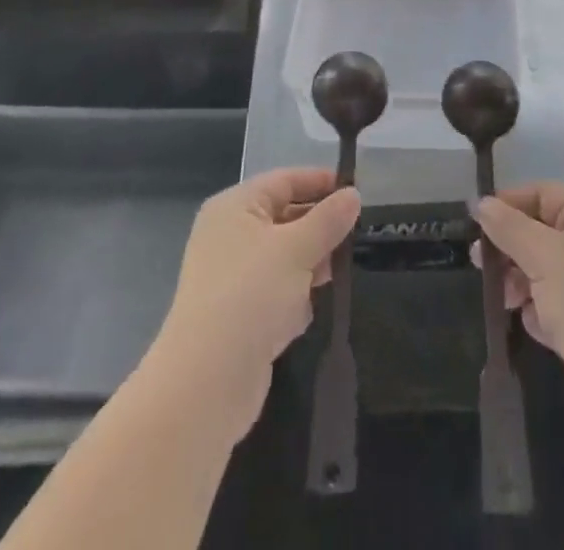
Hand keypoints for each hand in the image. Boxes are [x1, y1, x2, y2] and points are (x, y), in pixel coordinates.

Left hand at [147, 167, 359, 443]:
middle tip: (356, 235)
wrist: (206, 382)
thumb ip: (328, 219)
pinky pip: (275, 292)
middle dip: (319, 228)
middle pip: (285, 217)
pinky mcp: (238, 314)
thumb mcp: (297, 249)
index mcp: (235, 207)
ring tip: (338, 274)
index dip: (320, 182)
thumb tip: (353, 195)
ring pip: (283, 257)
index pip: (285, 180)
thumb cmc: (251, 295)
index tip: (357, 191)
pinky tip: (308, 311)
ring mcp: (232, 277)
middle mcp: (230, 235)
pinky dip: (294, 298)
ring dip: (310, 265)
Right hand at [473, 182, 563, 462]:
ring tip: (507, 302)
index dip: (509, 204)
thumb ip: (509, 227)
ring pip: (545, 271)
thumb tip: (481, 203)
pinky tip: (536, 328)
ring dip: (521, 283)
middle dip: (511, 247)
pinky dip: (540, 313)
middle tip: (480, 265)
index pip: (544, 194)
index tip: (475, 224)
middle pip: (542, 232)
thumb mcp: (544, 256)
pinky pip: (555, 306)